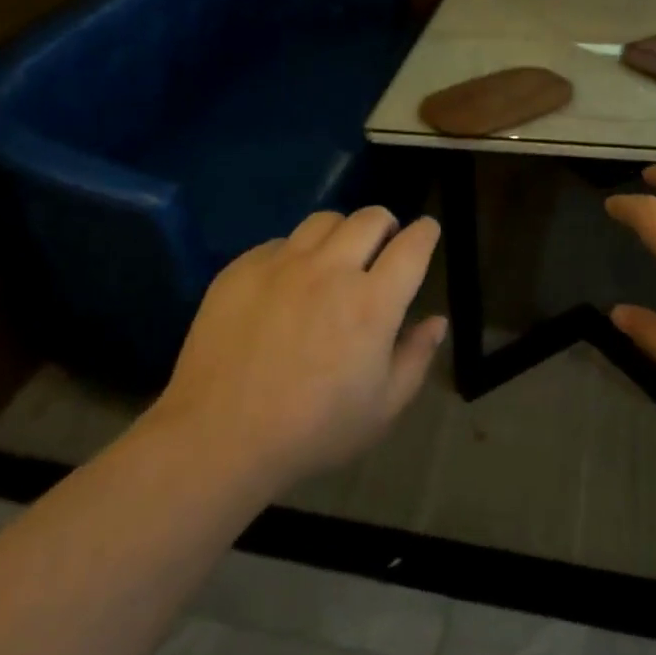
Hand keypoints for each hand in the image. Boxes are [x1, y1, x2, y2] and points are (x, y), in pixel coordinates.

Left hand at [153, 208, 445, 487]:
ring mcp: (282, 264)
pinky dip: (296, 254)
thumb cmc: (313, 431)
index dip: (425, 232)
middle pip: (370, 218)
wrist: (219, 436)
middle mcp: (330, 269)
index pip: (411, 246)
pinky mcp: (242, 268)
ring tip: (336, 257)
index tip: (427, 231)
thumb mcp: (382, 408)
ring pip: (324, 220)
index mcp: (372, 303)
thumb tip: (436, 321)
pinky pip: (280, 242)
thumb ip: (415, 356)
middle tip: (383, 246)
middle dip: (387, 225)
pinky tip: (287, 284)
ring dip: (342, 232)